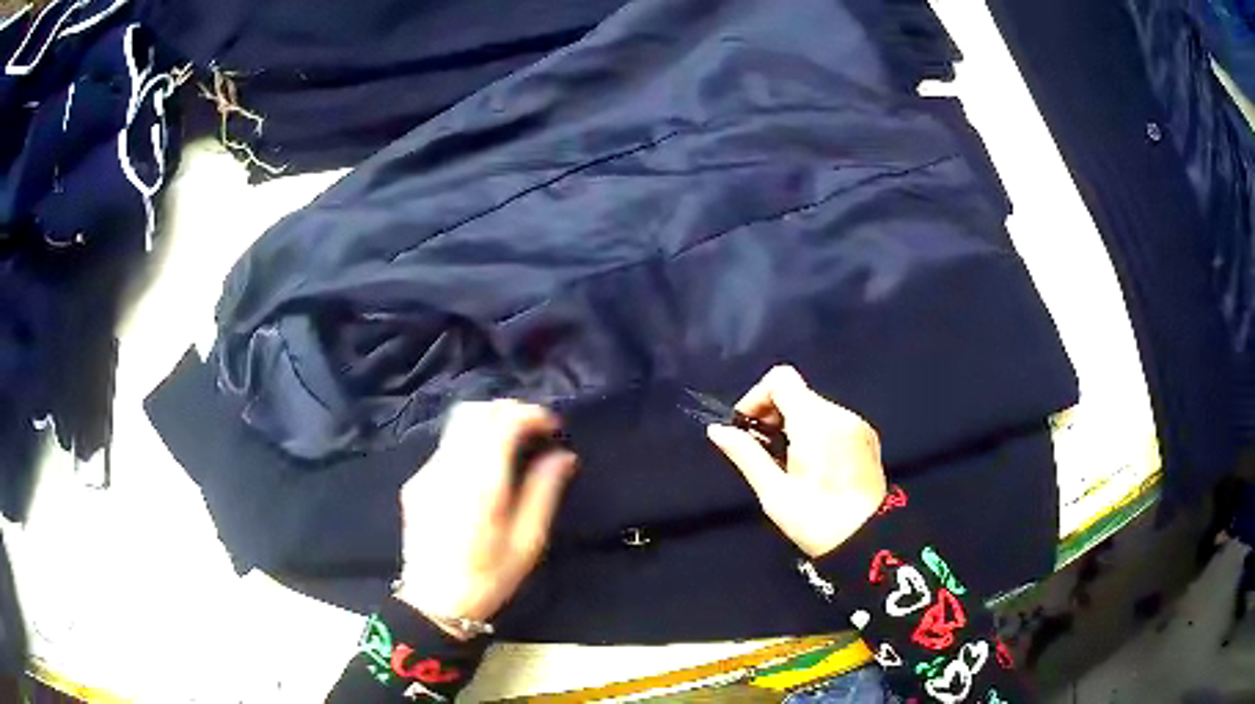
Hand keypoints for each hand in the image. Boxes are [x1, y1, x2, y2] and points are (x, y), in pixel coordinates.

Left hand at [394, 400, 576, 635]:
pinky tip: (483, 470)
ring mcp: (427, 473)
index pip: (503, 421)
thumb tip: (563, 455)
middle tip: (533, 429)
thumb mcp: (528, 541)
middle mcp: (449, 467)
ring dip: (488, 423)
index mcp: (481, 482)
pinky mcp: (415, 482)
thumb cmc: (489, 577)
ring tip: (512, 443)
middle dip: (507, 410)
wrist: (434, 603)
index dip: (531, 414)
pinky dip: (470, 443)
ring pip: (457, 425)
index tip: (553, 427)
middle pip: (474, 411)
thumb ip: (545, 491)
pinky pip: (446, 447)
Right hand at [708, 366, 886, 557]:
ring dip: (793, 425)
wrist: (868, 542)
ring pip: (814, 408)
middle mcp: (839, 414)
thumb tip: (717, 430)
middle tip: (762, 452)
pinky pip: (832, 422)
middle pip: (797, 393)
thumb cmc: (816, 520)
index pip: (780, 379)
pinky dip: (814, 433)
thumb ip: (746, 455)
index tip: (746, 429)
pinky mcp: (867, 438)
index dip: (756, 397)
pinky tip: (811, 467)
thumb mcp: (774, 493)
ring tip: (785, 464)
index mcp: (815, 422)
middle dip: (772, 415)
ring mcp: (857, 425)